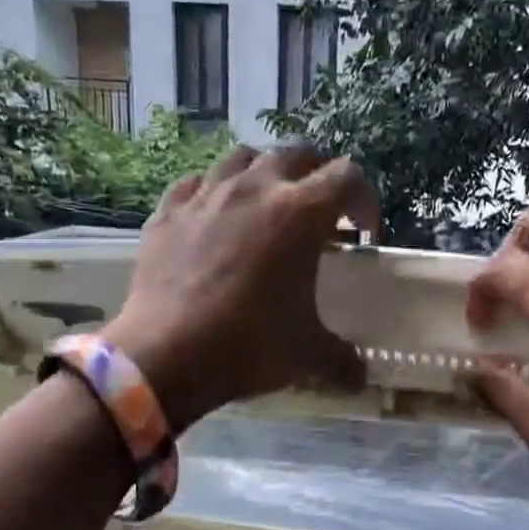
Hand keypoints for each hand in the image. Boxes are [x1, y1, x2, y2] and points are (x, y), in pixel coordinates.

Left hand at [102, 144, 379, 428]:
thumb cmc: (248, 345)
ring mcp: (206, 195)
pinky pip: (196, 184)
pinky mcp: (167, 212)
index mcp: (300, 212)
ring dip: (264, 173)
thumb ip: (341, 360)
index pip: (347, 176)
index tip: (362, 232)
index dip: (364, 199)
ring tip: (267, 204)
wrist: (165, 355)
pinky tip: (214, 218)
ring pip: (243, 158)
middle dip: (317, 175)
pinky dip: (213, 193)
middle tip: (321, 211)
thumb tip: (360, 376)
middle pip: (297, 153)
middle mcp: (255, 188)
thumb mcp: (307, 354)